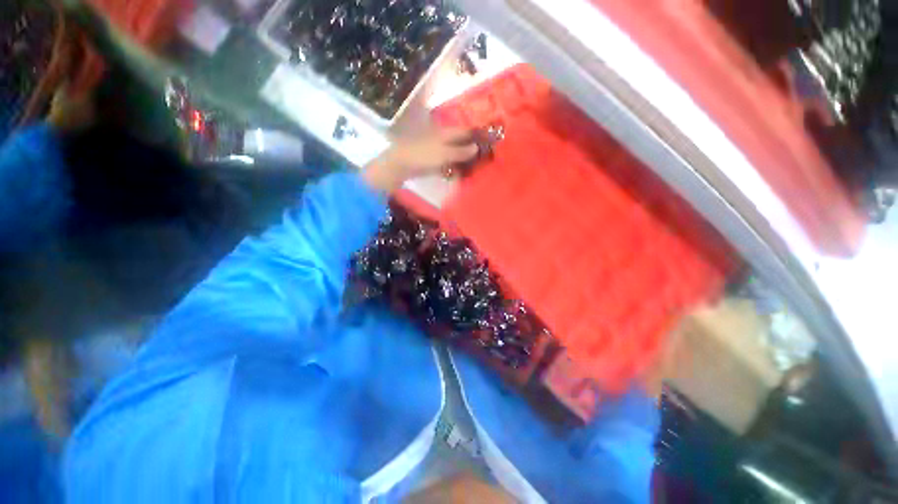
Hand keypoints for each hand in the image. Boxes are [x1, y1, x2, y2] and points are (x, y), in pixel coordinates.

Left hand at [362, 128, 478, 192]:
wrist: (400, 163)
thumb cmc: (423, 155)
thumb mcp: (444, 154)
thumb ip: (460, 151)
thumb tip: (477, 148)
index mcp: (446, 133)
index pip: (466, 131)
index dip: (477, 134)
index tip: (490, 139)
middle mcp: (443, 138)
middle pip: (461, 142)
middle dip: (472, 148)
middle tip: (484, 157)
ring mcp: (436, 148)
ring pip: (454, 152)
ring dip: (464, 158)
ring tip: (474, 167)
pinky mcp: (432, 159)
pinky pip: (447, 161)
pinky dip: (454, 166)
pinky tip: (458, 173)